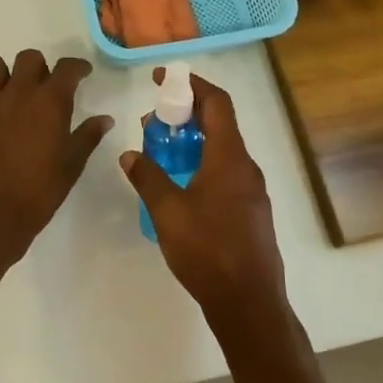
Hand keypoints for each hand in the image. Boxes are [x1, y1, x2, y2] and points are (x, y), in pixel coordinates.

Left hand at [0, 50, 113, 263]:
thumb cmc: (39, 192)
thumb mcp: (71, 165)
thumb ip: (88, 136)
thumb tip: (105, 119)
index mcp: (51, 102)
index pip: (67, 68)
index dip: (77, 67)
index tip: (81, 74)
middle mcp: (19, 92)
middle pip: (29, 58)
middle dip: (39, 68)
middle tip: (41, 88)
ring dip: (4, 73)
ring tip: (7, 92)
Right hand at [119, 71, 286, 326]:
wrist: (249, 303)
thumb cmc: (208, 251)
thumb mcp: (168, 212)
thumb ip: (148, 177)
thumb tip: (130, 154)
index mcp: (229, 157)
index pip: (217, 103)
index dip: (191, 84)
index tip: (162, 79)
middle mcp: (246, 167)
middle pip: (220, 124)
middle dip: (186, 114)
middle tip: (154, 120)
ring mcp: (252, 190)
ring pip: (222, 150)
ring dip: (193, 141)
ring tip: (161, 151)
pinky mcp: (251, 211)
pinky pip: (226, 172)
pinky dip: (202, 164)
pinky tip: (180, 186)